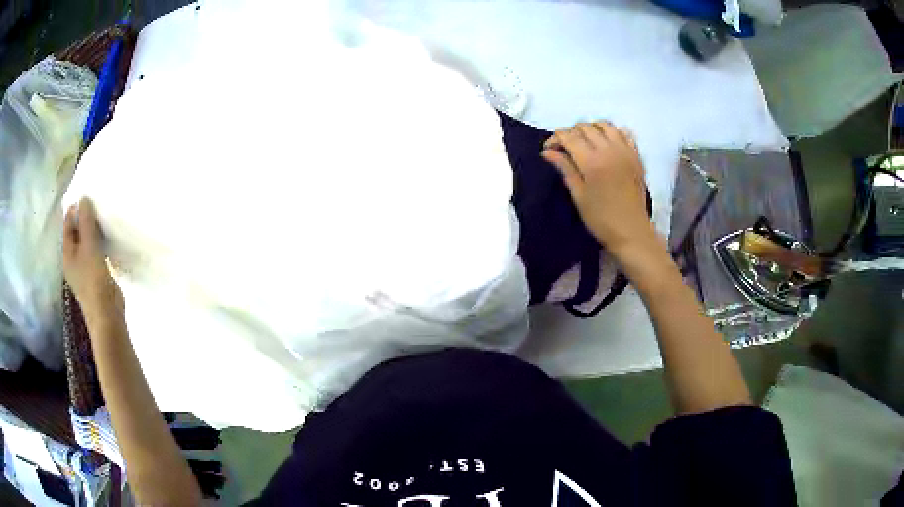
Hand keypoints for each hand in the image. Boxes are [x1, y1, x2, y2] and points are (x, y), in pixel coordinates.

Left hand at [63, 197, 123, 320]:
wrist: (106, 314)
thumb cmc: (94, 279)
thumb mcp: (89, 246)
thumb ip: (86, 222)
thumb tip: (84, 198)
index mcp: (67, 252)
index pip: (68, 223)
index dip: (75, 208)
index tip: (87, 195)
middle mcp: (73, 259)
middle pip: (76, 232)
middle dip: (84, 218)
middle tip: (97, 203)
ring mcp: (84, 268)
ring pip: (86, 242)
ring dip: (92, 231)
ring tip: (103, 217)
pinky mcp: (95, 275)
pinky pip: (95, 252)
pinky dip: (99, 243)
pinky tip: (107, 239)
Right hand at [542, 122, 656, 256]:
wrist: (631, 231)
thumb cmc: (601, 218)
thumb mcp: (578, 195)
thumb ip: (565, 168)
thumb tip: (547, 152)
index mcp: (591, 161)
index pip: (569, 136)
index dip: (555, 138)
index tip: (549, 149)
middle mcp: (609, 150)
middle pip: (586, 127)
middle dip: (571, 132)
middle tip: (565, 147)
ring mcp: (625, 151)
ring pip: (605, 125)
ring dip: (592, 129)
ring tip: (585, 142)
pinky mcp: (636, 156)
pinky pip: (624, 133)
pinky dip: (613, 132)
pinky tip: (607, 142)